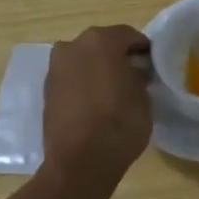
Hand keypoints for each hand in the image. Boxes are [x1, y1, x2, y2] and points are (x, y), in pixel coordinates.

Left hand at [43, 25, 152, 188]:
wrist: (80, 162)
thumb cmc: (120, 122)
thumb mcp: (144, 96)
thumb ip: (138, 75)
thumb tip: (133, 72)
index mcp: (101, 40)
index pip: (128, 35)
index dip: (143, 48)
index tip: (152, 63)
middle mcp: (73, 46)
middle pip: (101, 44)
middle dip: (117, 56)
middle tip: (134, 74)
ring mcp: (56, 69)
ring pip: (83, 60)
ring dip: (97, 69)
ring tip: (113, 90)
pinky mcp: (46, 92)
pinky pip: (71, 78)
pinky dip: (83, 84)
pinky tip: (96, 102)